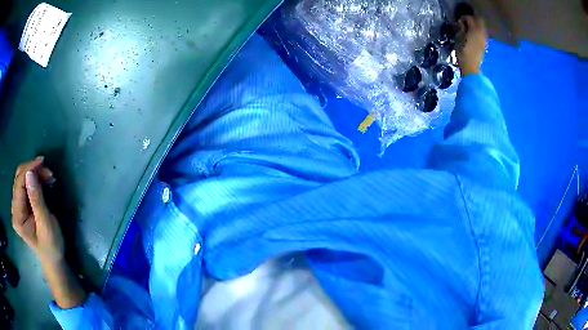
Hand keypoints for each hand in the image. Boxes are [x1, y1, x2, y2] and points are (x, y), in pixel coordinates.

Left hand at [11, 157, 63, 265]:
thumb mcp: (46, 224)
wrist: (54, 259)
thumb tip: (30, 174)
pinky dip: (34, 179)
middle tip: (48, 172)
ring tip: (48, 177)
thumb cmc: (51, 246)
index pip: (19, 184)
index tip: (43, 162)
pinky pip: (25, 184)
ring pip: (22, 178)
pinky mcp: (22, 205)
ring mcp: (17, 206)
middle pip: (19, 179)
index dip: (29, 169)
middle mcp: (14, 209)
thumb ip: (37, 200)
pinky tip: (43, 181)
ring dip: (34, 173)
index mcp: (17, 217)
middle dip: (32, 171)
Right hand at [455, 15, 487, 75]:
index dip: (463, 18)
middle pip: (479, 21)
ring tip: (469, 29)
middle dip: (473, 20)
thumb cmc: (463, 53)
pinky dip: (478, 33)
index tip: (458, 21)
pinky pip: (483, 35)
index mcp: (475, 30)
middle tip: (466, 22)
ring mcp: (484, 40)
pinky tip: (474, 36)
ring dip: (476, 26)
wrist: (472, 69)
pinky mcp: (485, 46)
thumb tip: (461, 23)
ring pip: (482, 28)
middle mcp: (481, 33)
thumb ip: (461, 29)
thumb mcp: (459, 39)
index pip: (469, 18)